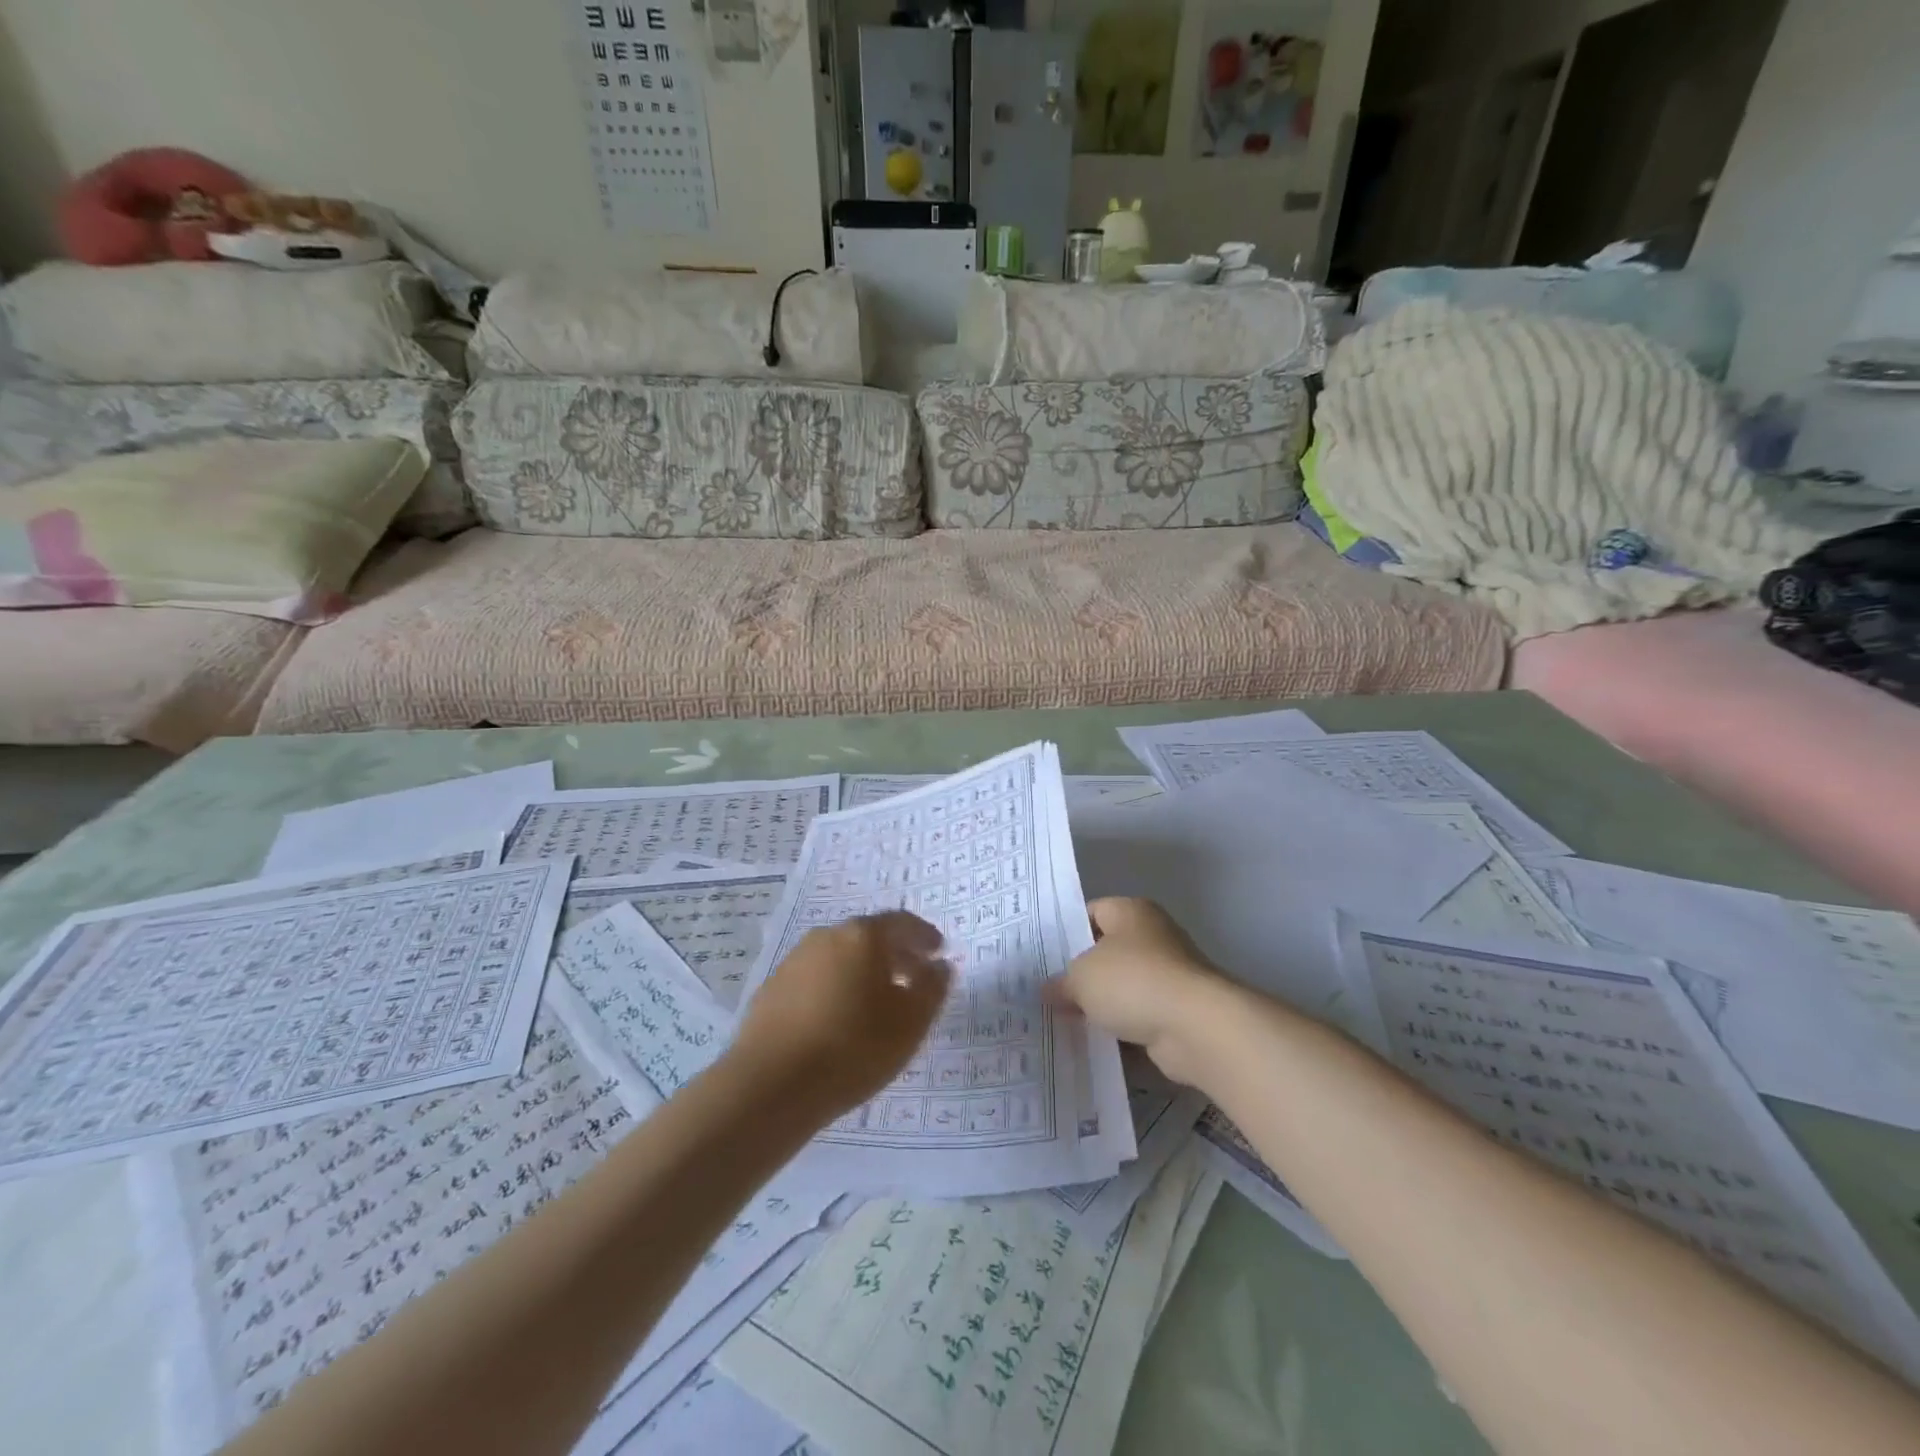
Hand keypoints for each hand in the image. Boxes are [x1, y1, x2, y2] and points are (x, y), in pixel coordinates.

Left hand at [731, 912, 951, 1118]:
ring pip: (840, 956)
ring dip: (862, 971)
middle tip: (912, 977)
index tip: (938, 952)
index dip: (924, 936)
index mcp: (863, 935)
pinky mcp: (772, 989)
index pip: (902, 923)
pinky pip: (815, 978)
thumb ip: (932, 987)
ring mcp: (794, 960)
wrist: (771, 1085)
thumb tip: (939, 965)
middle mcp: (827, 936)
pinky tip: (839, 1019)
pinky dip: (835, 988)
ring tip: (876, 1002)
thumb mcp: (911, 1022)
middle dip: (894, 953)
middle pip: (868, 936)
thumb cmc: (854, 1047)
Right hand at [1053, 898, 1233, 1087]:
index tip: (1043, 958)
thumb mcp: (1082, 977)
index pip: (1091, 912)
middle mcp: (1153, 937)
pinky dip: (1122, 1032)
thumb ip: (1062, 982)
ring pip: (1123, 990)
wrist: (1196, 1028)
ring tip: (1064, 1023)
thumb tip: (1050, 991)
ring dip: (1102, 1007)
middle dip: (1082, 976)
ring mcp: (1169, 976)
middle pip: (1107, 953)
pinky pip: (1139, 1019)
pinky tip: (1094, 1045)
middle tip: (1048, 994)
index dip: (1066, 932)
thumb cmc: (1134, 982)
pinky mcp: (1178, 1013)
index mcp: (1131, 912)